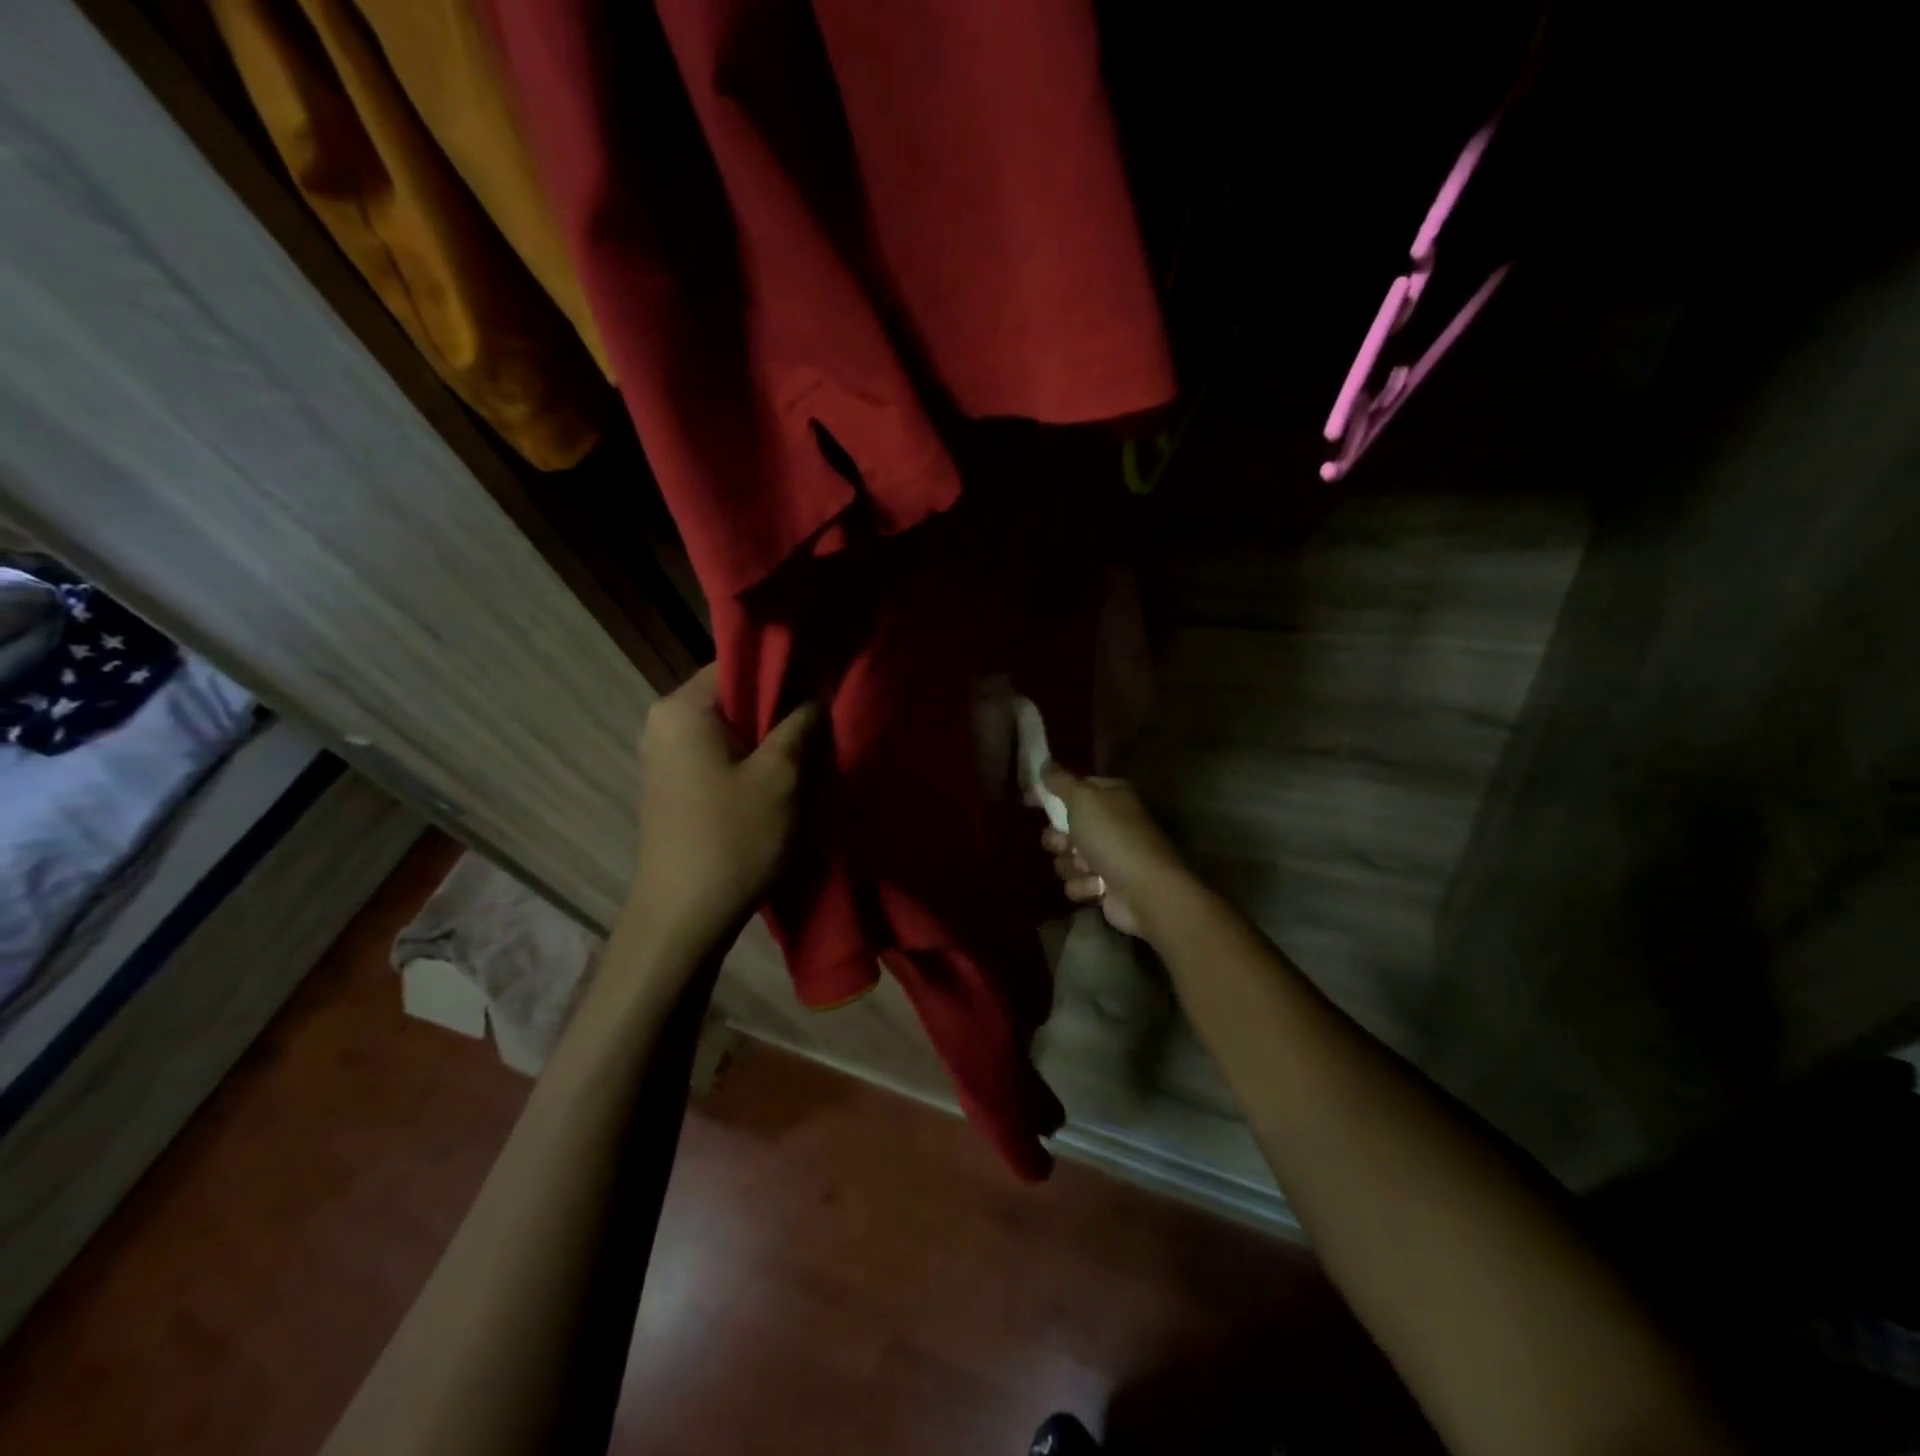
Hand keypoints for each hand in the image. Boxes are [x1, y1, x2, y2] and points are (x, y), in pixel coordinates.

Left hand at [628, 664, 819, 950]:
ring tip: (808, 756)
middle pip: (735, 697)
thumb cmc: (734, 838)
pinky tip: (779, 783)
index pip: (740, 663)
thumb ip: (801, 722)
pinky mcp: (673, 786)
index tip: (824, 689)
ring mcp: (664, 756)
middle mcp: (664, 722)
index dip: (787, 672)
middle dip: (780, 710)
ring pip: (731, 730)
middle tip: (823, 727)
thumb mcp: (782, 775)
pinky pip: (719, 755)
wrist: (684, 918)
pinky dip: (750, 762)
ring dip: (769, 740)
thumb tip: (816, 692)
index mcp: (682, 708)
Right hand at [1039, 764, 1195, 939]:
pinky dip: (1084, 885)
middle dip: (1059, 839)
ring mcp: (1108, 856)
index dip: (1050, 795)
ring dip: (1071, 864)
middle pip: (1063, 826)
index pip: (1073, 788)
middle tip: (1068, 843)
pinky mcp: (1104, 886)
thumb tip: (1045, 763)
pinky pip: (1076, 882)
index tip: (1028, 801)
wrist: (1145, 891)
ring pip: (1065, 857)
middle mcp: (1109, 823)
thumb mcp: (1083, 800)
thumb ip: (1060, 781)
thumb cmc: (1113, 837)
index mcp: (1110, 796)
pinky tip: (1098, 886)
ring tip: (1088, 868)